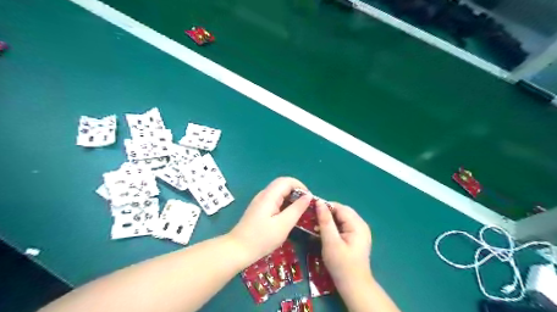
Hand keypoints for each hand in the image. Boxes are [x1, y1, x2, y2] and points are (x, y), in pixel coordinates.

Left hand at [228, 177, 312, 261]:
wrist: (238, 249)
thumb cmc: (262, 239)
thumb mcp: (283, 225)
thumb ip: (297, 209)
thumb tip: (308, 196)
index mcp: (269, 196)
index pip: (287, 181)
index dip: (300, 186)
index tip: (309, 198)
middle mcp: (264, 194)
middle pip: (282, 184)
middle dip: (297, 191)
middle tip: (306, 205)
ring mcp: (260, 201)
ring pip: (278, 192)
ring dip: (291, 197)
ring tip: (300, 210)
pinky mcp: (259, 208)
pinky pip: (274, 199)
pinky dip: (284, 203)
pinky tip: (288, 214)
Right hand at [315, 201, 371, 288]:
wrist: (354, 286)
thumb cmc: (341, 265)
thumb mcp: (331, 242)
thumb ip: (325, 221)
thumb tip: (319, 203)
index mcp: (357, 224)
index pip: (339, 207)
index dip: (324, 206)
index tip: (310, 210)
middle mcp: (361, 224)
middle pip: (341, 211)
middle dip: (326, 213)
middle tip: (312, 218)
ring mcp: (359, 231)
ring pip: (341, 218)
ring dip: (329, 220)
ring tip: (315, 225)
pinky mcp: (355, 237)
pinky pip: (343, 225)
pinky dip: (333, 226)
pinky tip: (323, 232)